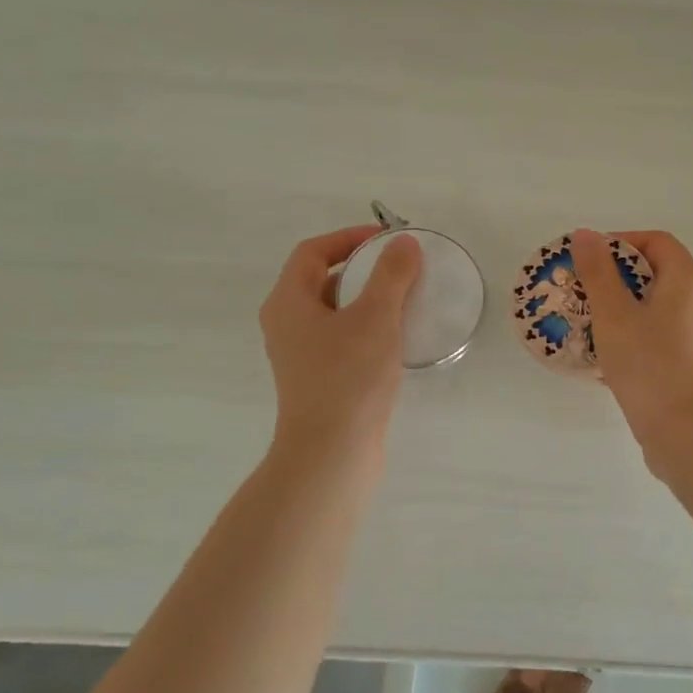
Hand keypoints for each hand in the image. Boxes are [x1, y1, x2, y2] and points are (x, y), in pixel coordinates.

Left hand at [260, 226, 422, 457]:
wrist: (332, 454)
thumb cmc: (349, 377)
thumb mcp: (376, 317)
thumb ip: (392, 274)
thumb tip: (403, 243)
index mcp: (288, 302)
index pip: (313, 252)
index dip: (349, 238)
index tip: (387, 241)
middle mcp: (287, 325)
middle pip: (322, 280)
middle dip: (362, 268)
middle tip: (400, 268)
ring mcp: (301, 356)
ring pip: (334, 312)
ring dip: (367, 300)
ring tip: (405, 299)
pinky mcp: (319, 380)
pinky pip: (342, 339)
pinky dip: (367, 329)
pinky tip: (397, 339)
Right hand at [571, 228, 692, 460]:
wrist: (688, 433)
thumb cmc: (650, 364)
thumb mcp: (615, 314)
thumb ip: (598, 272)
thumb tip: (586, 234)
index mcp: (687, 278)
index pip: (654, 241)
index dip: (618, 243)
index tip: (585, 260)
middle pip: (651, 274)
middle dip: (610, 279)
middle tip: (576, 293)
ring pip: (649, 308)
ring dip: (615, 311)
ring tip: (580, 324)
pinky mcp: (686, 363)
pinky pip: (652, 337)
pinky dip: (626, 338)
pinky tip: (598, 357)